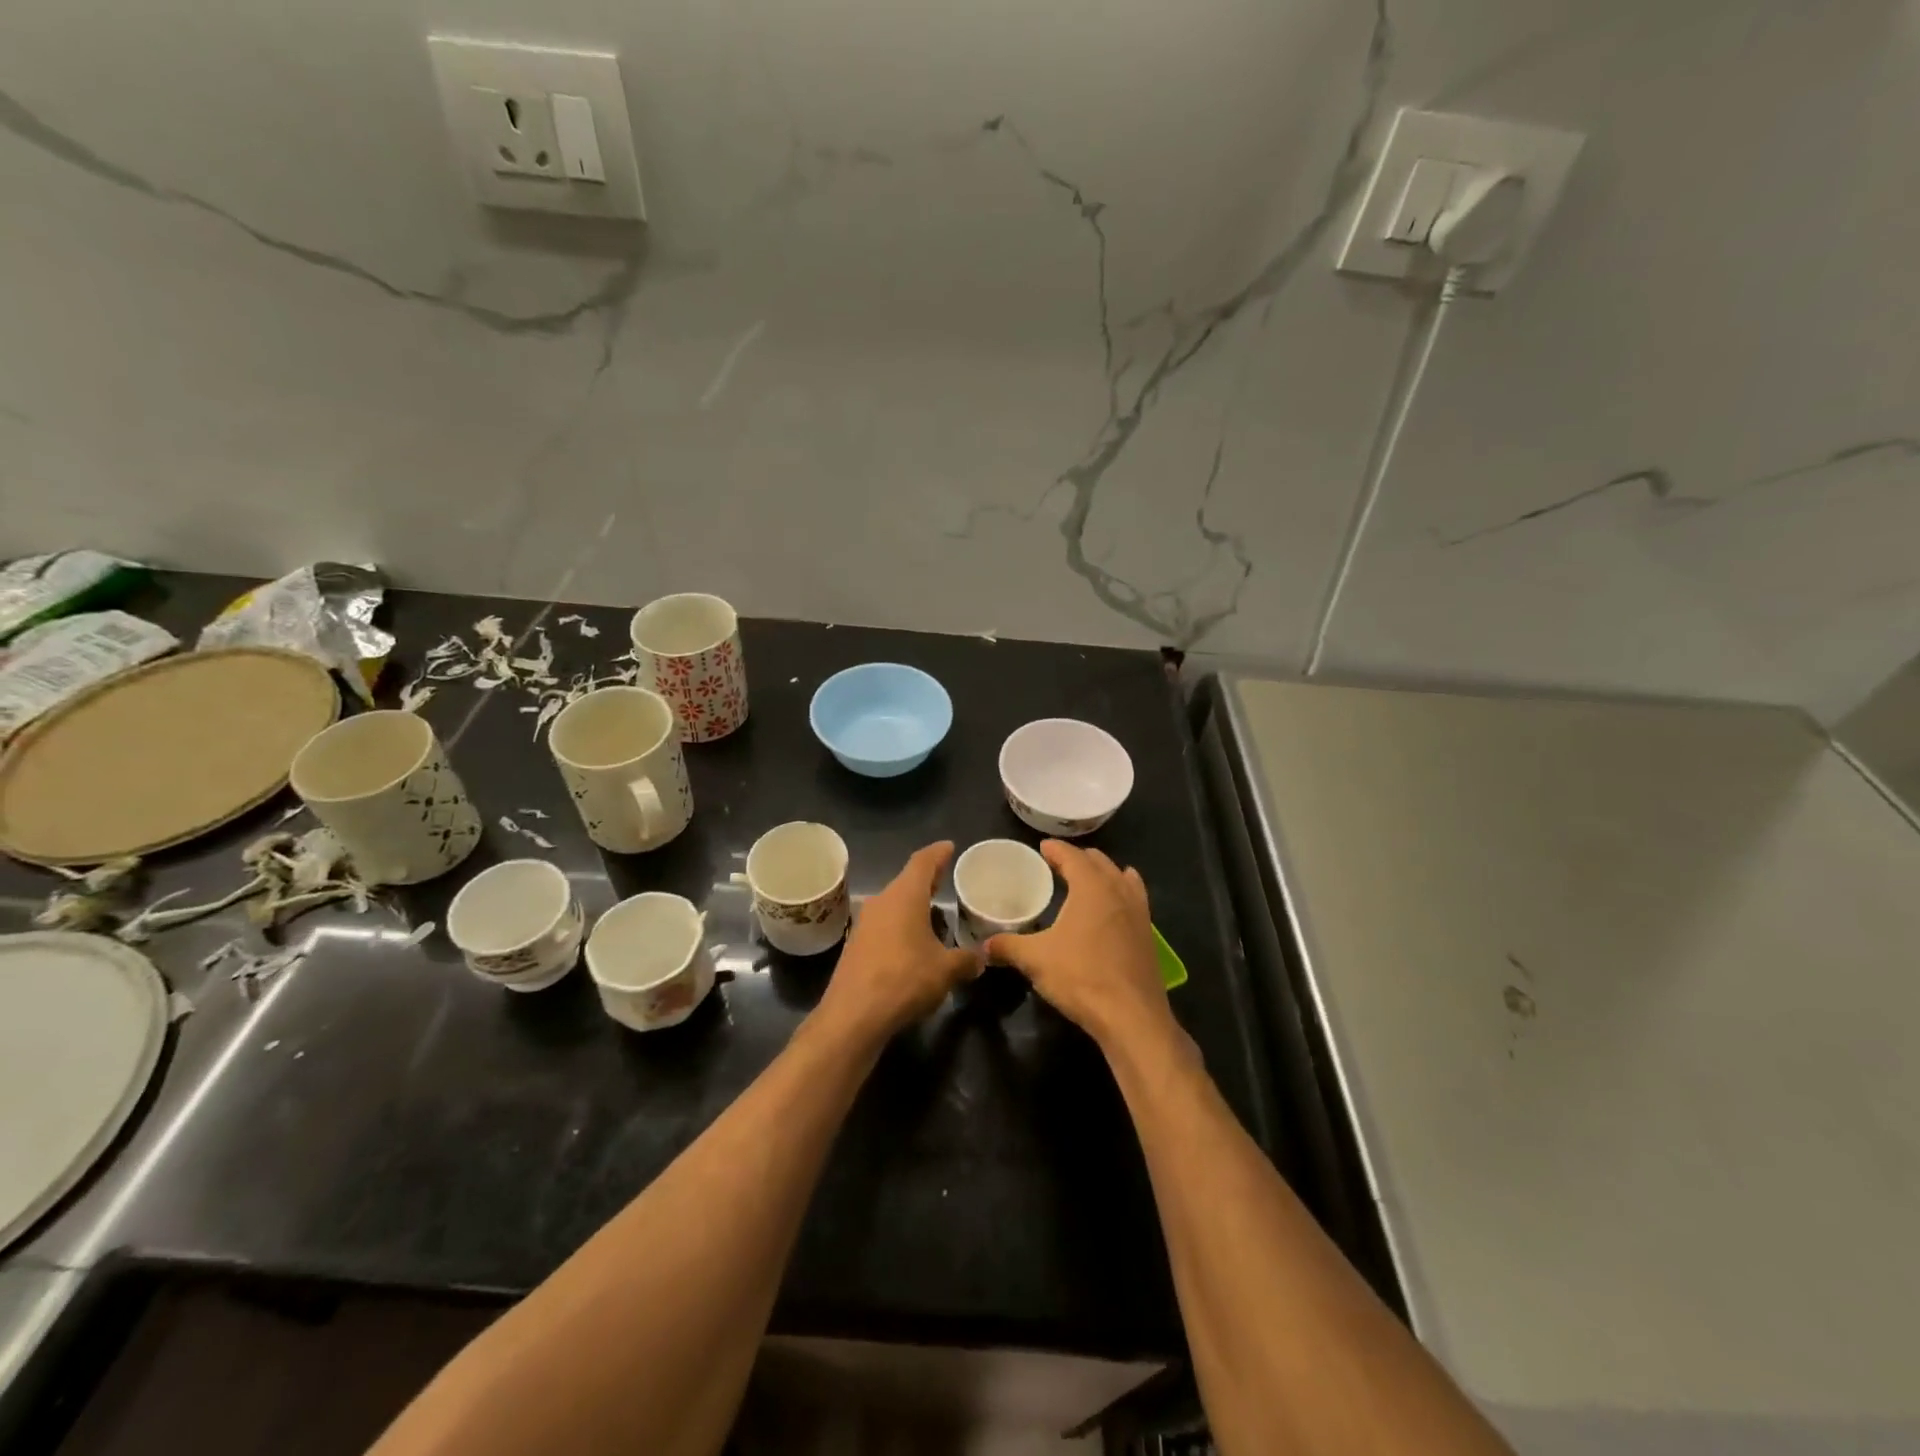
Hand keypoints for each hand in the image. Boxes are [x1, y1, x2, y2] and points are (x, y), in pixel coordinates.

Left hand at [817, 842, 977, 1044]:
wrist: (853, 1016)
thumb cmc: (905, 980)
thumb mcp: (946, 970)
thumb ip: (966, 960)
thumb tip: (981, 958)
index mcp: (905, 896)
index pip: (923, 862)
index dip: (938, 853)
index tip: (949, 847)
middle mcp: (882, 902)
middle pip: (907, 882)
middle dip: (927, 880)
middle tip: (946, 878)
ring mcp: (864, 924)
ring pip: (894, 904)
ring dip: (913, 906)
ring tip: (933, 913)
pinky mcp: (855, 946)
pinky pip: (884, 925)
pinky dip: (901, 926)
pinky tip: (913, 943)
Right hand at [986, 841, 1174, 1051]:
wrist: (1131, 1016)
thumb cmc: (1081, 977)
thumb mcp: (1035, 960)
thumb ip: (1008, 947)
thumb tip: (983, 946)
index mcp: (1092, 887)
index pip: (1072, 856)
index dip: (1056, 849)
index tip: (1042, 846)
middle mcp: (1118, 891)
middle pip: (1099, 862)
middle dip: (1079, 858)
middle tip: (1059, 863)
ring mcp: (1139, 912)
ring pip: (1122, 878)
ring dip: (1104, 872)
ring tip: (1089, 877)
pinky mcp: (1148, 934)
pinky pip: (1135, 899)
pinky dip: (1123, 891)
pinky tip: (1116, 906)